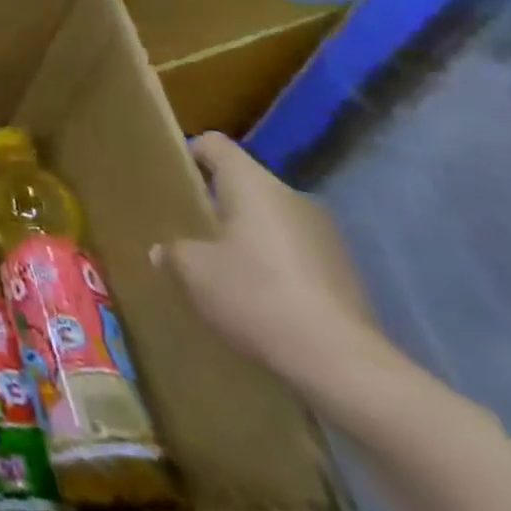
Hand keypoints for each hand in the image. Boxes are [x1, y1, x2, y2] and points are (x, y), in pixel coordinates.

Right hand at [155, 132, 383, 388]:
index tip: (172, 180)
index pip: (214, 144)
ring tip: (223, 267)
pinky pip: (295, 252)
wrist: (344, 366)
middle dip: (216, 202)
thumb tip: (164, 251)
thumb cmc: (257, 296)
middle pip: (244, 183)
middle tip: (189, 229)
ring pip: (271, 219)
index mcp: (252, 184)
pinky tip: (260, 298)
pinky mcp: (345, 273)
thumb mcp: (193, 272)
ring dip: (247, 235)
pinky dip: (274, 264)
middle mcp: (292, 197)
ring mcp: (325, 235)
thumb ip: (172, 251)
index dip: (189, 154)